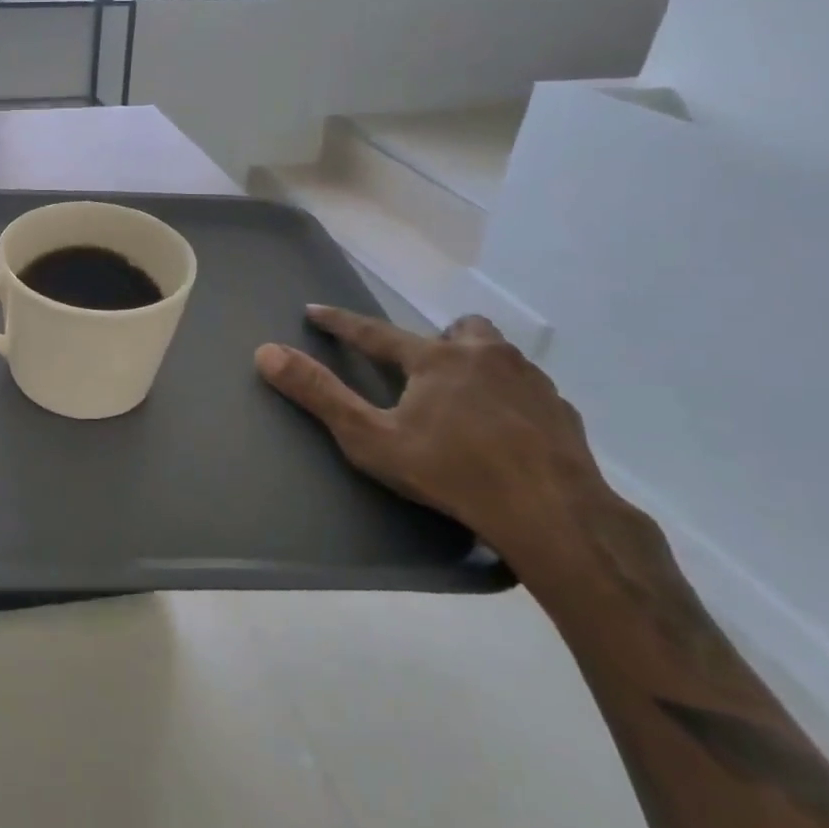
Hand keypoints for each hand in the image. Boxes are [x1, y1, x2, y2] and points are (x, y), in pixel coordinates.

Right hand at [254, 306, 607, 567]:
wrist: (554, 517)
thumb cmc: (452, 473)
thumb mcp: (371, 438)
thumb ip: (319, 394)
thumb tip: (266, 352)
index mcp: (436, 360)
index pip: (374, 332)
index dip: (340, 323)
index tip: (314, 310)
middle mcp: (485, 356)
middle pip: (458, 329)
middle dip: (436, 340)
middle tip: (422, 370)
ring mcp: (531, 381)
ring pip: (498, 353)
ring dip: (476, 364)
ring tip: (463, 399)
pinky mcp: (563, 411)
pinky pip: (527, 388)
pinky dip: (508, 397)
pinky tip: (504, 430)